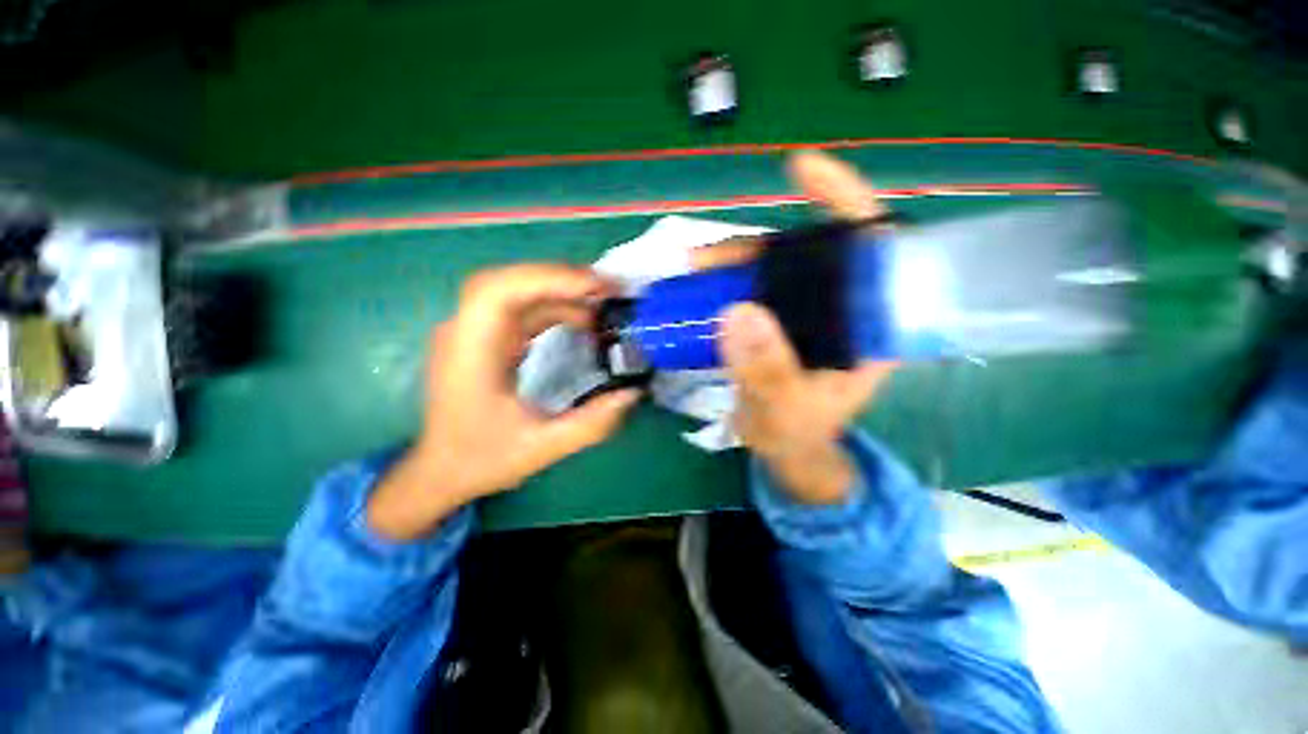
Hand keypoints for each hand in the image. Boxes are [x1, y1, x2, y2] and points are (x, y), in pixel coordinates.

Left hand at [367, 264, 640, 540]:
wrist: (442, 471)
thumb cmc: (482, 459)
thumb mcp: (542, 448)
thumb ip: (591, 423)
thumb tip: (633, 392)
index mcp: (470, 354)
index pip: (498, 292)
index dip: (548, 279)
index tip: (595, 288)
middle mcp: (466, 332)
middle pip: (510, 282)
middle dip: (561, 279)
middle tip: (608, 290)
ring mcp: (476, 332)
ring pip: (518, 292)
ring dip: (562, 291)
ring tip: (603, 302)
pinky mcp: (489, 338)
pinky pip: (523, 309)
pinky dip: (555, 307)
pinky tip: (582, 319)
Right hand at [710, 152, 897, 503]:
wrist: (786, 451)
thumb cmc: (798, 436)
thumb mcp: (786, 412)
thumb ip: (768, 372)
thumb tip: (739, 312)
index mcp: (870, 327)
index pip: (873, 247)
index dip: (843, 200)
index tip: (800, 169)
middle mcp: (843, 309)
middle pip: (808, 253)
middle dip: (758, 248)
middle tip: (708, 259)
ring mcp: (808, 314)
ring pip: (775, 270)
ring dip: (733, 264)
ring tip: (694, 271)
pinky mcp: (781, 322)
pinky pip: (754, 289)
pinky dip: (726, 283)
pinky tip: (700, 286)